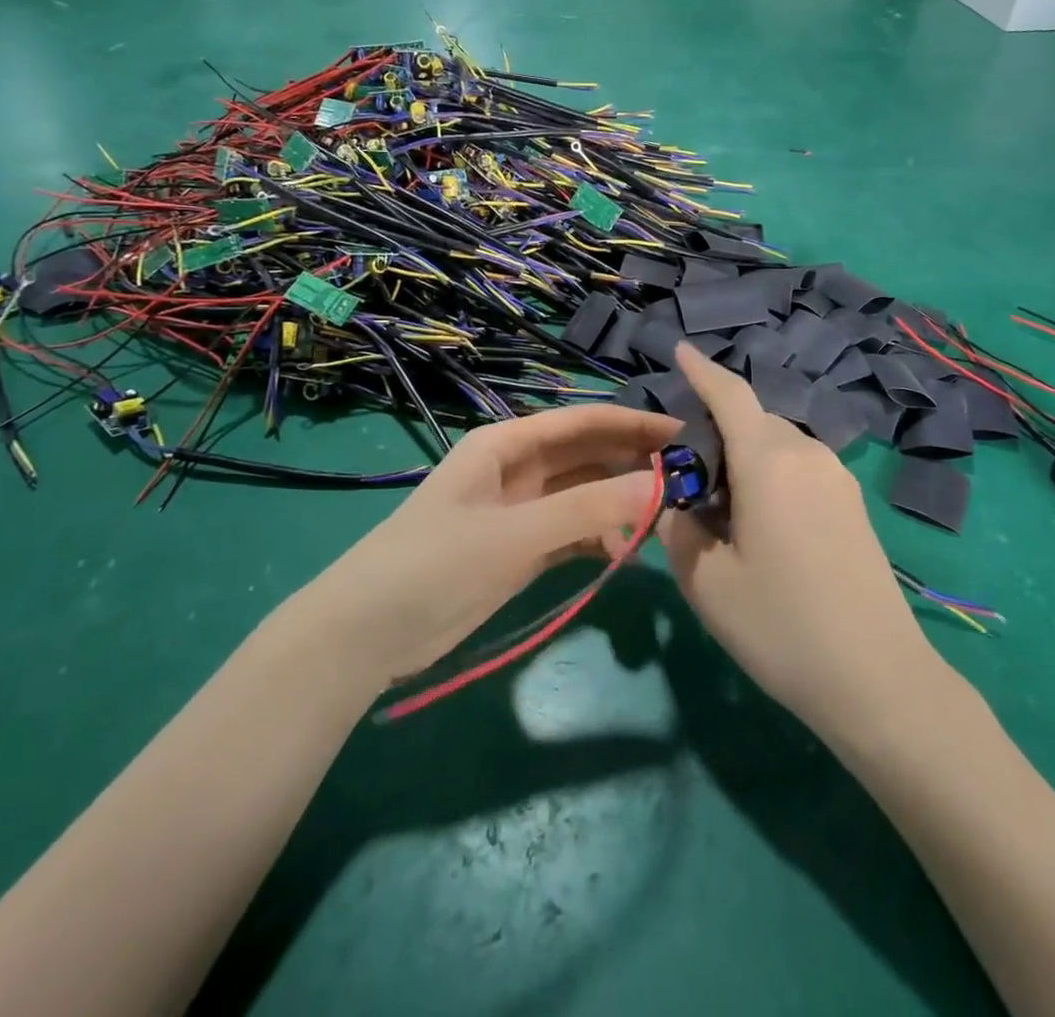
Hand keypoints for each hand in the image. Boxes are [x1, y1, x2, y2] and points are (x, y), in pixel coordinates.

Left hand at [303, 405, 678, 687]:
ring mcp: (519, 511)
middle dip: (632, 463)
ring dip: (619, 502)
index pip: (582, 422)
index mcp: (507, 445)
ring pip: (583, 494)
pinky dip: (598, 537)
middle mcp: (517, 469)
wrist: (366, 632)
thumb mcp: (512, 535)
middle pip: (586, 455)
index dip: (632, 424)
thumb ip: (584, 509)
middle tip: (687, 479)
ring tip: (666, 518)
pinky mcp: (520, 549)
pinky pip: (572, 531)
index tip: (682, 434)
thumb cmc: (434, 565)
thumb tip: (657, 487)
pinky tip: (626, 552)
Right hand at [664, 344, 944, 742]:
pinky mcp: (853, 504)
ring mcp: (838, 478)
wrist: (879, 680)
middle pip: (751, 420)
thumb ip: (677, 527)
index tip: (679, 349)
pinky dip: (769, 474)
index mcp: (769, 461)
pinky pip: (799, 468)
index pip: (729, 395)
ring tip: (719, 506)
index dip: (701, 370)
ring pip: (777, 445)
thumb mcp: (705, 580)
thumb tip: (677, 502)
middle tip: (684, 476)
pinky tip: (759, 523)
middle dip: (714, 430)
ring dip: (743, 456)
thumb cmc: (781, 626)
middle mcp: (808, 455)